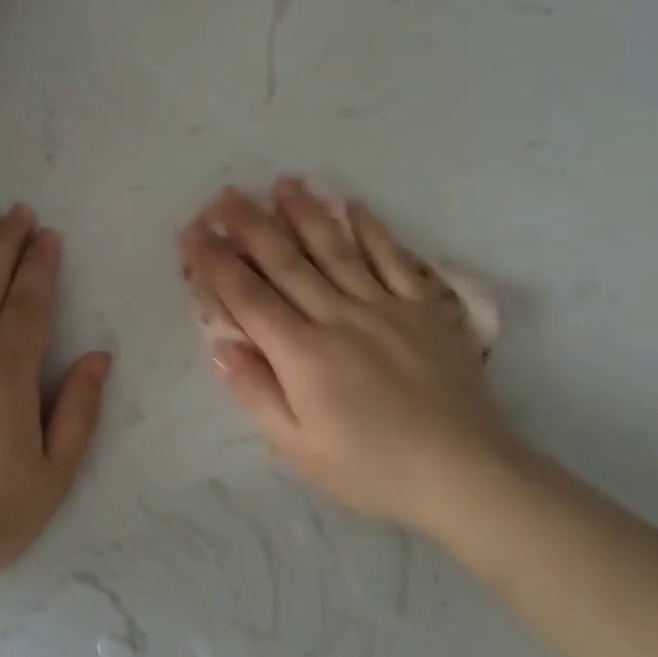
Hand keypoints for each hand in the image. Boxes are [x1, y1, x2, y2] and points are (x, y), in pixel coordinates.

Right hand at [181, 178, 519, 535]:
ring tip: (283, 183)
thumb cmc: (373, 469)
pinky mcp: (423, 308)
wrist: (463, 472)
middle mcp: (338, 317)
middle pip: (286, 263)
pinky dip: (373, 230)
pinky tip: (354, 206)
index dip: (216, 263)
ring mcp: (384, 306)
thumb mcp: (300, 449)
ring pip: (336, 250)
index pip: (248, 298)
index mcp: (303, 354)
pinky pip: (394, 259)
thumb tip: (220, 345)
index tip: (193, 232)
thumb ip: (256, 393)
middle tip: (225, 194)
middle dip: (250, 226)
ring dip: (305, 214)